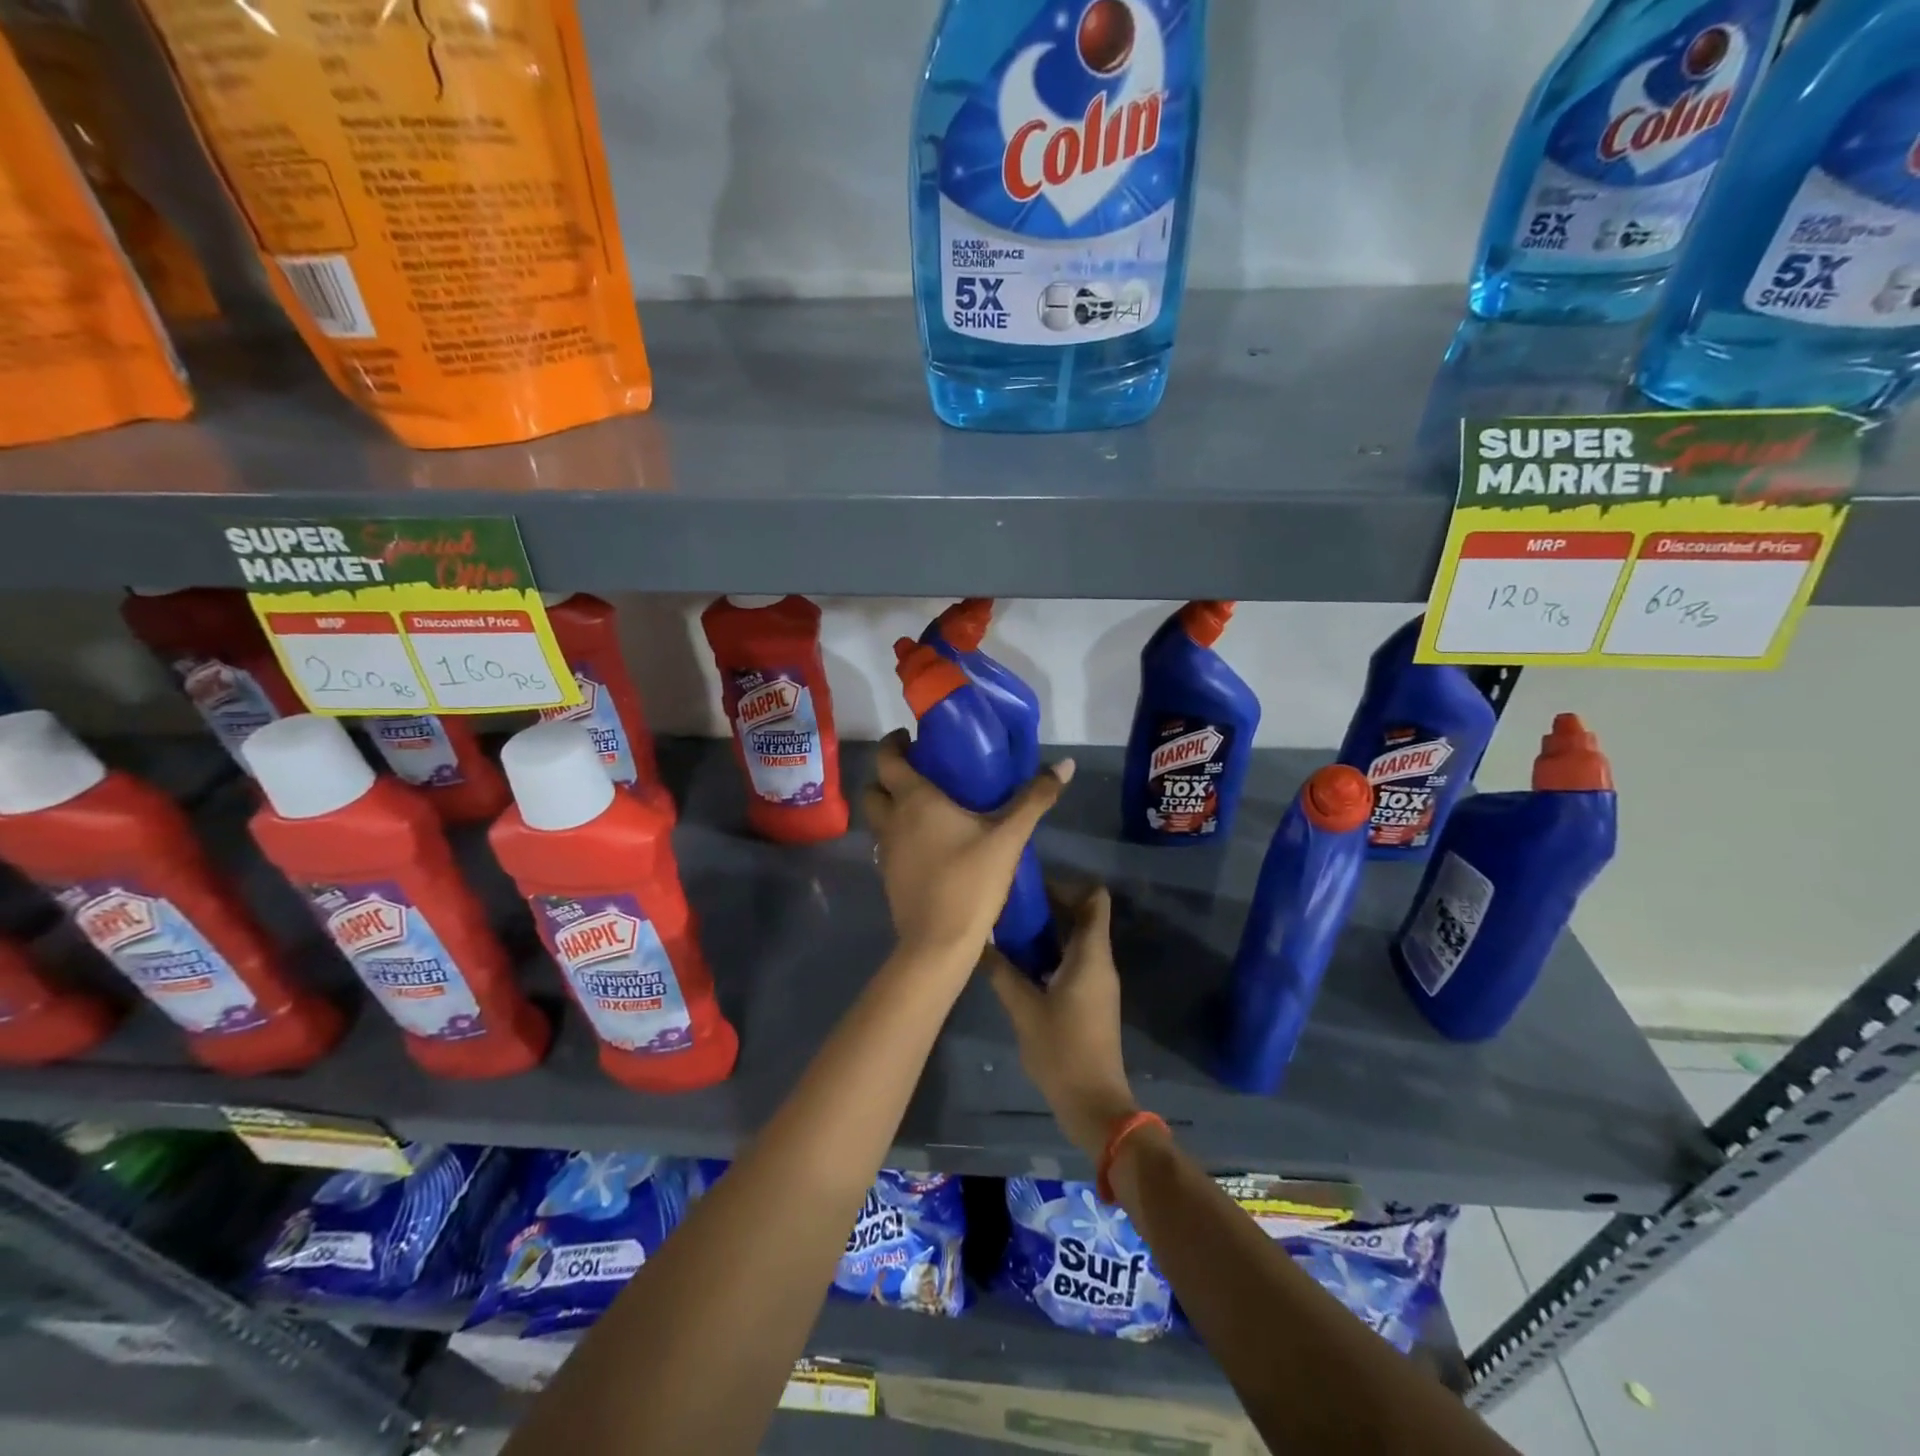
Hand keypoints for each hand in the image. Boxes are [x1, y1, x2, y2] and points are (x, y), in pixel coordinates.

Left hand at [861, 730, 1073, 961]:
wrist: (938, 943)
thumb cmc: (971, 881)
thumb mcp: (1009, 837)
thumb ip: (1035, 799)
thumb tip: (1066, 764)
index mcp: (914, 800)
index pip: (887, 758)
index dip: (894, 743)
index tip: (911, 738)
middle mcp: (892, 820)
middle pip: (874, 787)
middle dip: (889, 776)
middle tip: (920, 773)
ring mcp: (885, 850)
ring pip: (877, 818)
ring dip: (891, 806)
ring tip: (925, 808)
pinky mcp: (887, 876)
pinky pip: (886, 844)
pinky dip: (898, 835)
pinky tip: (928, 844)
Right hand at [988, 885, 1138, 1160]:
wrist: (1094, 1103)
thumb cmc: (1062, 1050)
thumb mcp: (1024, 1009)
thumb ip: (1001, 971)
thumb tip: (978, 941)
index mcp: (1091, 955)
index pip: (1095, 898)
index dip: (1067, 885)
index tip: (1032, 889)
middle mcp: (1099, 961)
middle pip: (1082, 916)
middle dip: (1048, 907)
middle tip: (1010, 908)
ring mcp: (1097, 982)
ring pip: (1075, 940)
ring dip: (1046, 932)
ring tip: (1008, 933)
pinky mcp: (1091, 1000)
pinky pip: (1073, 961)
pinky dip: (1050, 954)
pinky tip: (1019, 965)